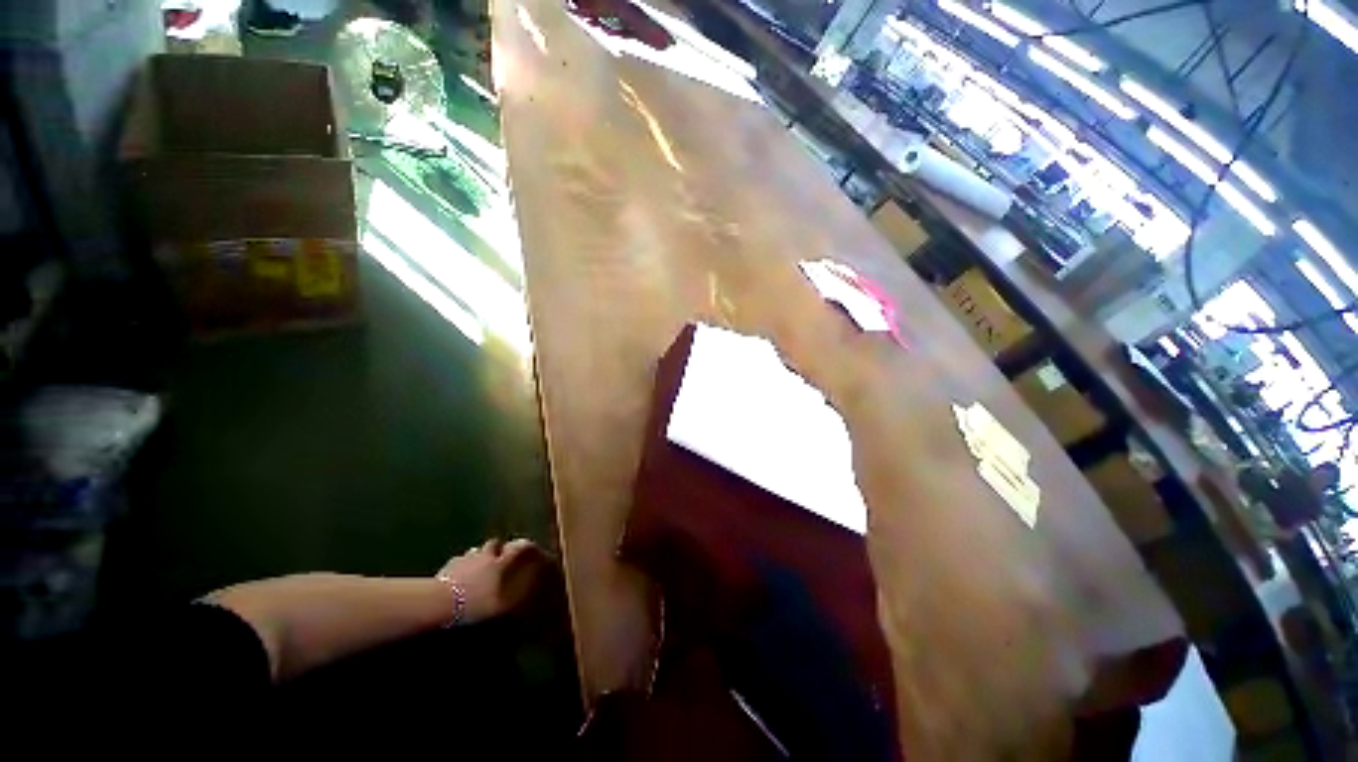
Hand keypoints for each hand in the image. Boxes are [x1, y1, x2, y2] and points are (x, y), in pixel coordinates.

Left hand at [436, 538, 539, 623]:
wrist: (441, 602)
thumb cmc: (475, 604)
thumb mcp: (501, 605)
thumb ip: (514, 594)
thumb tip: (527, 590)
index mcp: (501, 563)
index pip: (517, 547)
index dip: (523, 546)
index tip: (527, 547)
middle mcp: (485, 556)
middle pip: (494, 544)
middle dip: (496, 548)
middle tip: (497, 557)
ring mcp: (465, 559)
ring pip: (474, 551)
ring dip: (478, 556)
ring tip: (477, 566)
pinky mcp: (448, 566)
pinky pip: (457, 561)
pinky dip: (460, 565)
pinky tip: (458, 574)